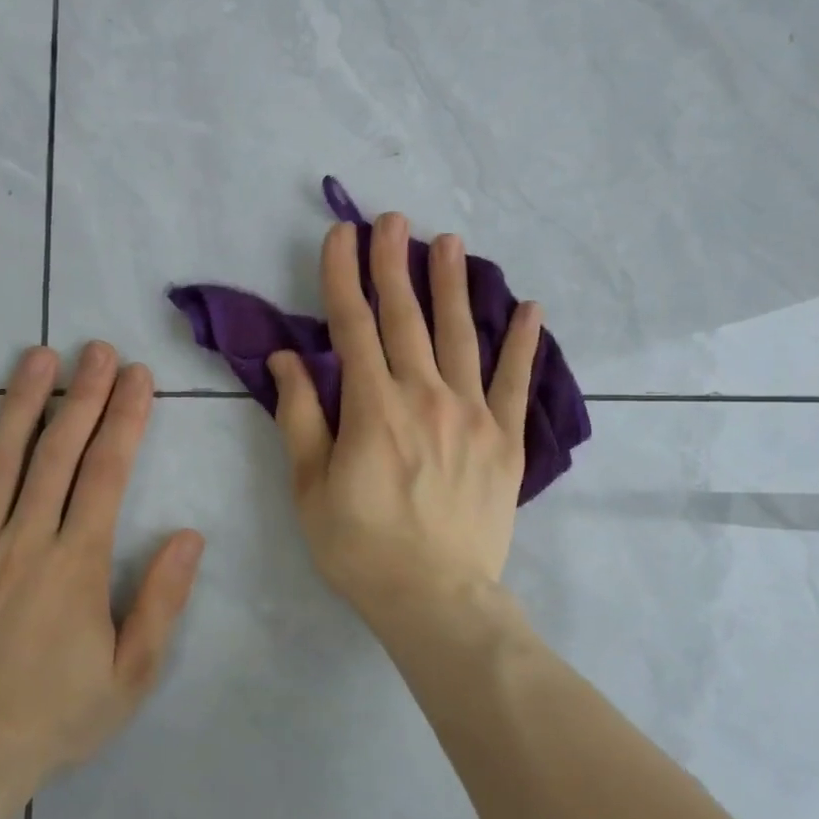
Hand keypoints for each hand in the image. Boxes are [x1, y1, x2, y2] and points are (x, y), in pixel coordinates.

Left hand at [0, 342, 204, 788]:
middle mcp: (23, 543)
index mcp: (76, 565)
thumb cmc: (54, 720)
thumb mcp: (131, 674)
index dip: (126, 420)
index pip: (107, 474)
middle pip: (56, 453)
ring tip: (37, 356)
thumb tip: (190, 535)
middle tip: (97, 349)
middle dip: (83, 395)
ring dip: (20, 403)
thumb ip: (161, 600)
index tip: (138, 377)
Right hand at [268, 213, 540, 626]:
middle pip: (406, 318)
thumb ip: (300, 417)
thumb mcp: (310, 488)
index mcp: (372, 408)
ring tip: (449, 242)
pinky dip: (523, 343)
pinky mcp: (505, 439)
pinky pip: (515, 381)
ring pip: (460, 335)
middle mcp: (424, 396)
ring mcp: (472, 415)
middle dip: (394, 264)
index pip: (352, 326)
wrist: (434, 598)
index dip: (343, 276)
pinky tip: (530, 308)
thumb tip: (289, 359)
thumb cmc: (360, 547)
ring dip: (452, 285)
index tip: (341, 235)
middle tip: (392, 220)